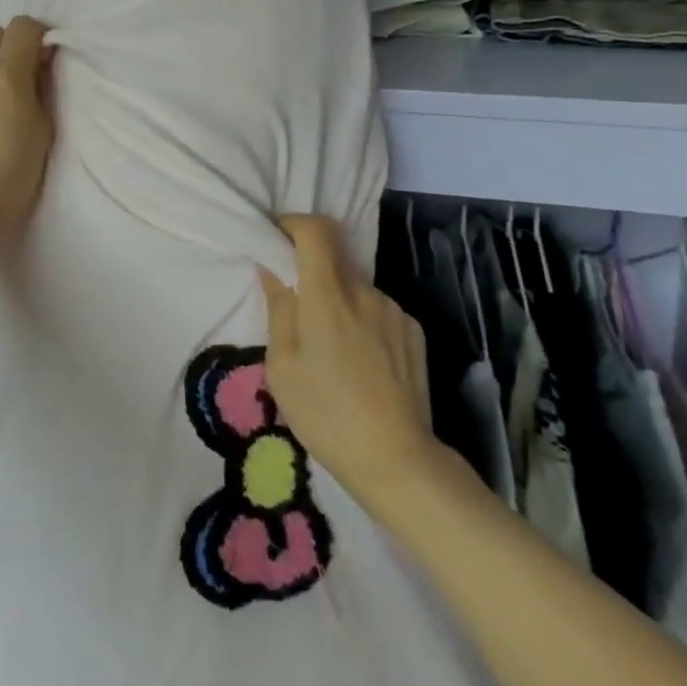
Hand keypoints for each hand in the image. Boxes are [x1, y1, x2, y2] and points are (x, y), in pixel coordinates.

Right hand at [259, 216, 435, 504]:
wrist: (399, 461)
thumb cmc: (326, 415)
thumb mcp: (282, 367)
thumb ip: (279, 309)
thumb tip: (272, 269)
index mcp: (327, 296)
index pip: (315, 230)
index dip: (293, 223)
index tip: (278, 238)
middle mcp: (364, 292)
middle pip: (333, 259)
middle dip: (311, 272)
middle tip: (298, 310)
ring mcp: (393, 310)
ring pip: (355, 288)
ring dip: (338, 301)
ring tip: (332, 349)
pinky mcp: (413, 331)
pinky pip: (378, 310)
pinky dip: (362, 321)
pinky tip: (361, 362)